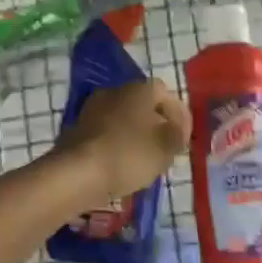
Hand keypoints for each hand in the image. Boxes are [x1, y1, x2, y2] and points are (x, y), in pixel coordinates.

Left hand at [59, 79, 189, 203]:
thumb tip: (176, 130)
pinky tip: (122, 164)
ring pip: (124, 118)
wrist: (77, 174)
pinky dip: (118, 144)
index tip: (184, 139)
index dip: (180, 116)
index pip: (167, 94)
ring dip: (137, 134)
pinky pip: (107, 133)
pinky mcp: (78, 129)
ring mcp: (93, 108)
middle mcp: (115, 90)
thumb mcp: (166, 147)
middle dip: (157, 124)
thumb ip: (178, 135)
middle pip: (144, 105)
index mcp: (139, 89)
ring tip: (146, 160)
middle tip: (167, 148)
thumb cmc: (129, 154)